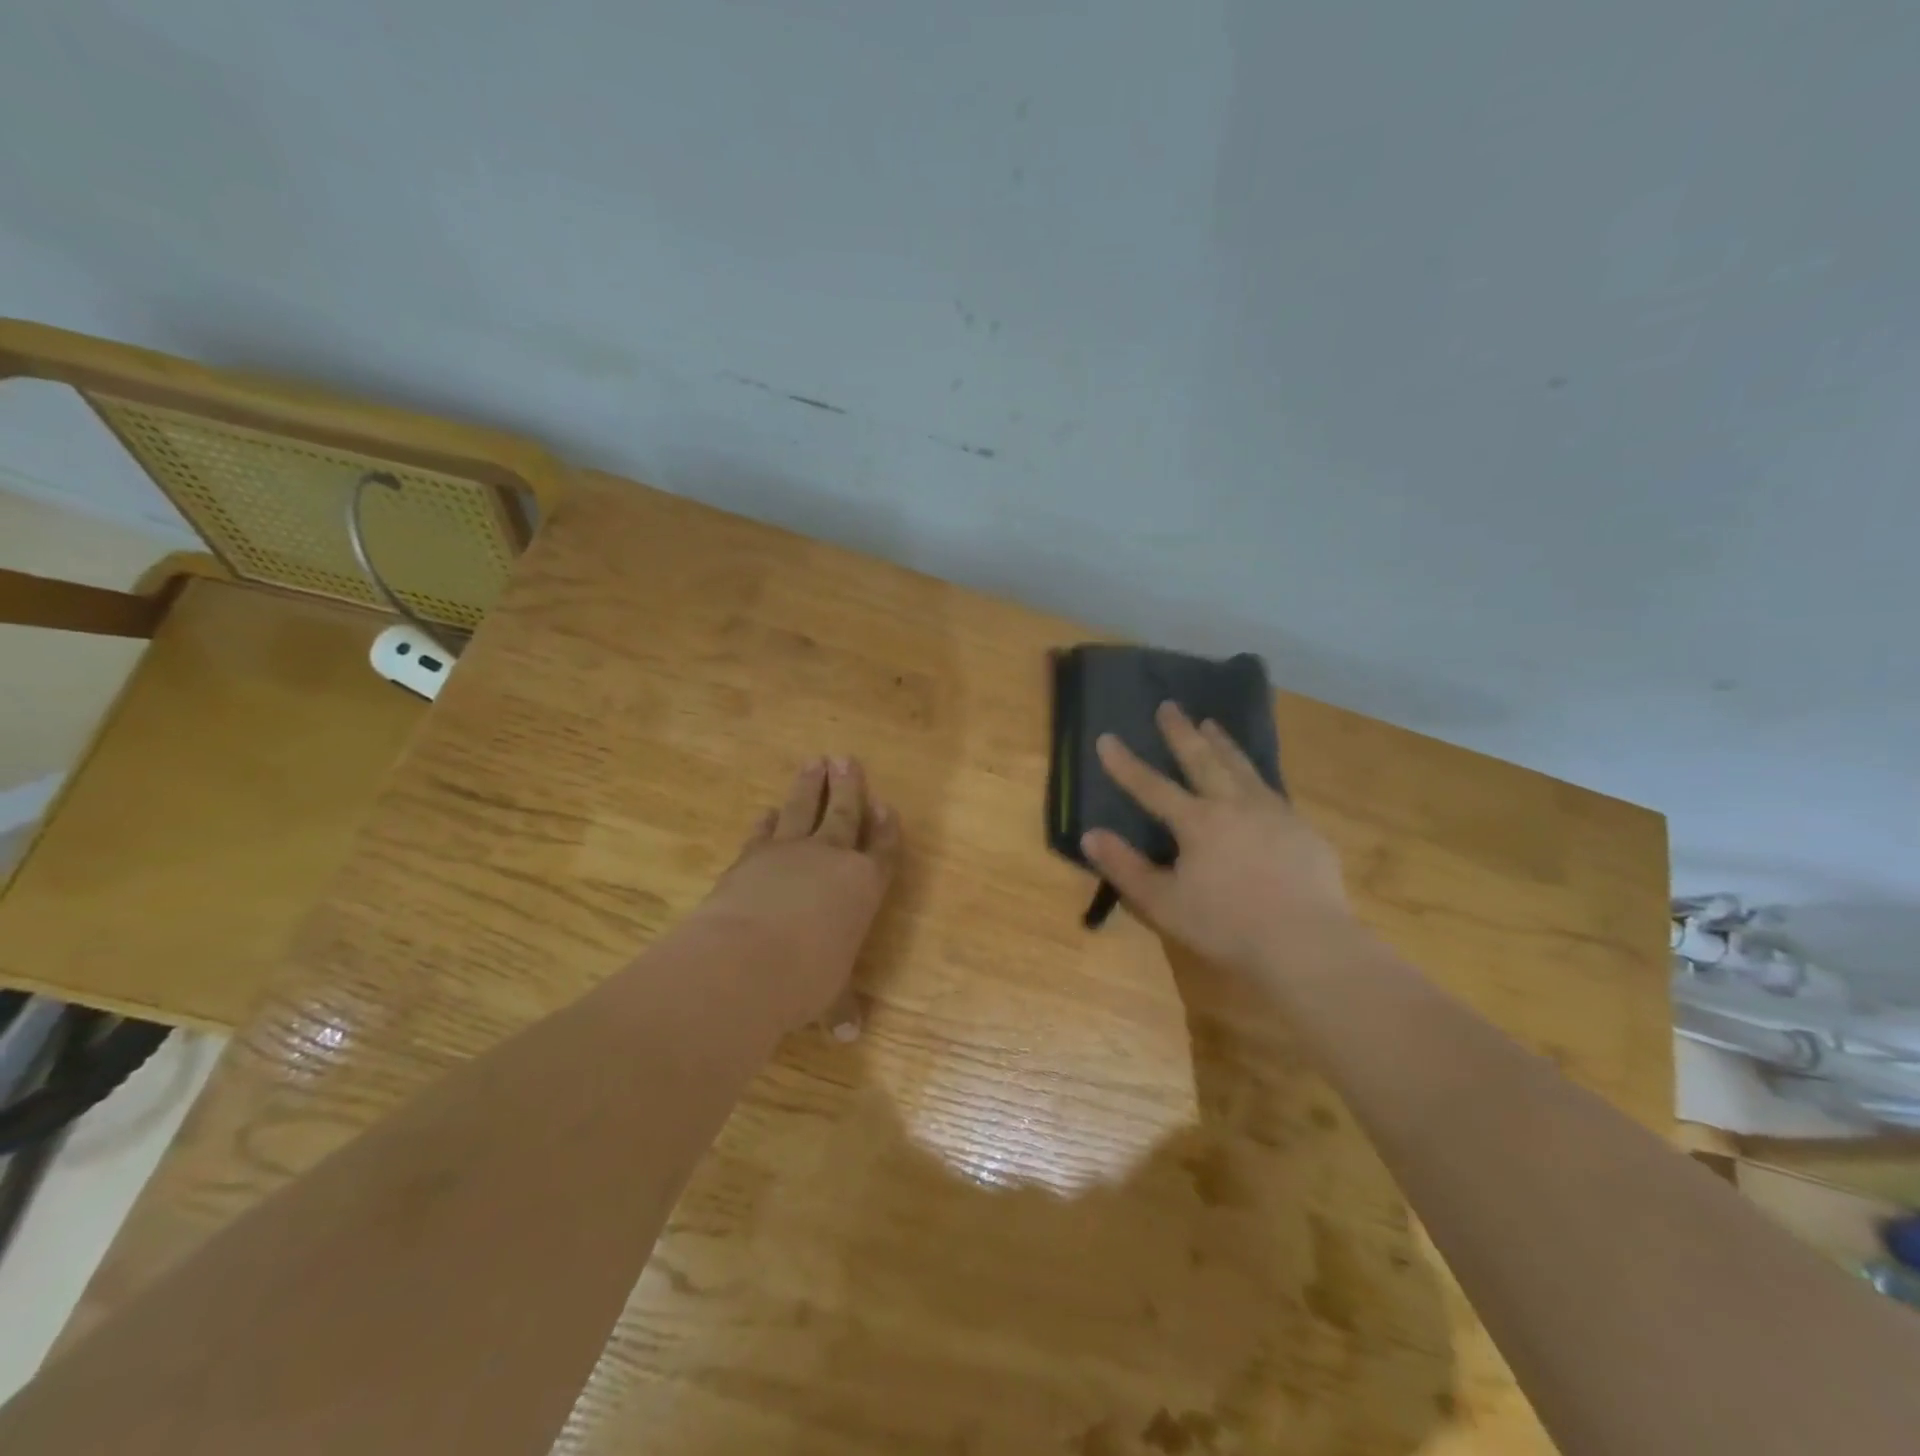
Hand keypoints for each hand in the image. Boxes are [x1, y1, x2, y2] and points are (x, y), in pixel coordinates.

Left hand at [696, 756, 901, 1038]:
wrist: (744, 961)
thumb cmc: (805, 979)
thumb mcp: (829, 996)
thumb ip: (840, 1006)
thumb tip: (850, 1032)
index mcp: (862, 886)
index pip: (881, 849)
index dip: (885, 828)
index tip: (885, 805)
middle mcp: (829, 859)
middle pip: (843, 813)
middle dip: (847, 786)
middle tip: (845, 758)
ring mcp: (786, 854)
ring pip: (803, 809)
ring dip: (809, 787)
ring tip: (814, 763)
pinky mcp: (748, 859)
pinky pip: (763, 832)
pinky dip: (767, 821)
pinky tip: (767, 812)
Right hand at [1080, 702, 1352, 976]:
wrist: (1307, 943)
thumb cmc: (1227, 926)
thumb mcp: (1164, 903)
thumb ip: (1125, 868)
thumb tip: (1090, 835)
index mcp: (1198, 822)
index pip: (1152, 786)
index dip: (1125, 764)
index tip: (1106, 738)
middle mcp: (1234, 805)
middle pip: (1202, 759)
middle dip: (1181, 732)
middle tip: (1169, 706)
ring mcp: (1273, 813)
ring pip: (1242, 767)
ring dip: (1222, 743)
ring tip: (1211, 724)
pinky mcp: (1302, 830)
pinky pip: (1272, 791)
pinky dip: (1255, 776)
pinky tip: (1256, 780)